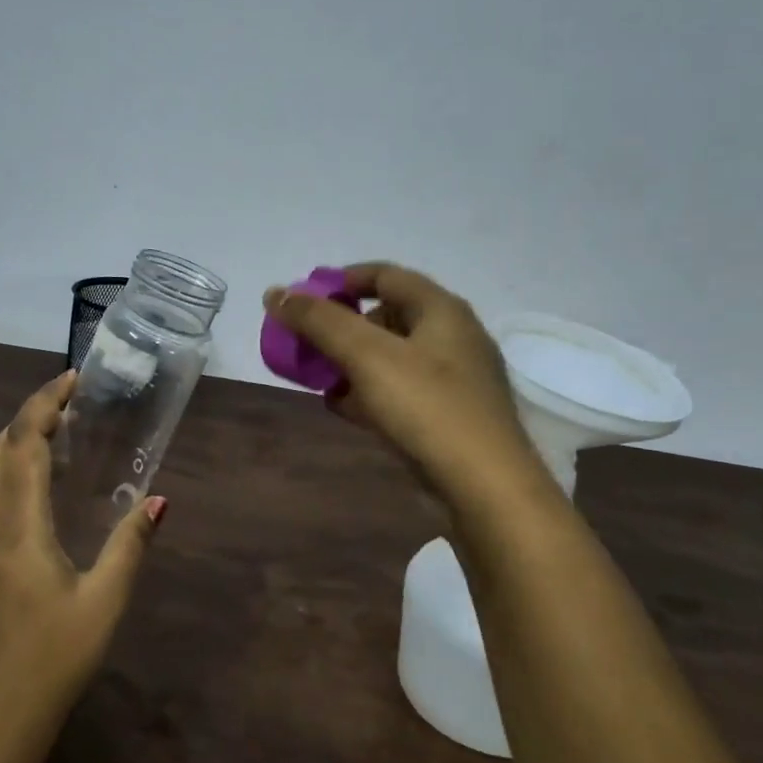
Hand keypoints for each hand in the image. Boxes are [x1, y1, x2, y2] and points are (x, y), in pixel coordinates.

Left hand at [0, 371, 163, 741]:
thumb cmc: (53, 660)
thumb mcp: (104, 603)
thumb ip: (129, 547)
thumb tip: (159, 500)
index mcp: (17, 526)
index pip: (24, 443)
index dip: (45, 403)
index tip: (72, 379)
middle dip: (28, 416)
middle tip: (69, 405)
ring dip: (12, 441)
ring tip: (53, 435)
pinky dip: (3, 470)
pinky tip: (30, 487)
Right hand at [263, 261, 538, 499]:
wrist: (485, 488)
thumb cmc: (426, 407)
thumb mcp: (366, 356)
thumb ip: (319, 321)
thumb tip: (276, 293)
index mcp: (441, 310)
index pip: (385, 275)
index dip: (341, 280)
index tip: (304, 298)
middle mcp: (452, 337)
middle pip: (386, 316)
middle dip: (342, 327)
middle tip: (308, 343)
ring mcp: (453, 380)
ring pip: (391, 358)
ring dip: (352, 363)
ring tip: (318, 378)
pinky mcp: (448, 416)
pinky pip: (400, 391)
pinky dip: (369, 393)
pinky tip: (343, 409)